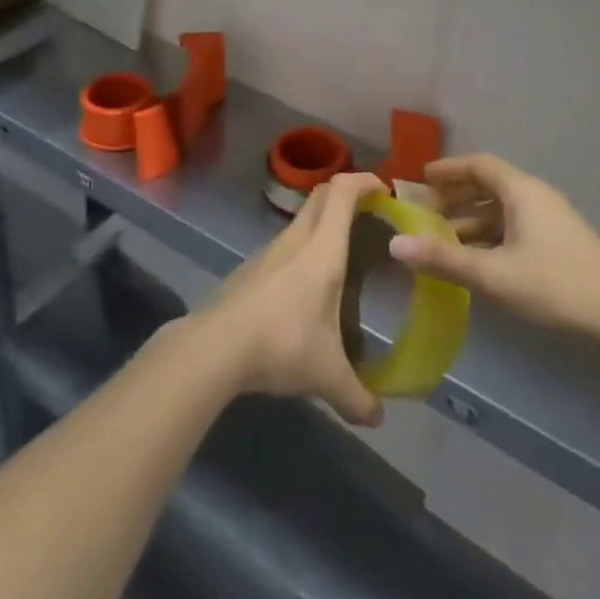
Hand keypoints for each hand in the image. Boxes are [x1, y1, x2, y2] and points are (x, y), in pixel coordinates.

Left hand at [191, 172, 386, 427]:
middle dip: (347, 194)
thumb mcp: (327, 375)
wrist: (214, 347)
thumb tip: (377, 417)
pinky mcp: (250, 268)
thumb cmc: (282, 344)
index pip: (343, 190)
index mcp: (323, 248)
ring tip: (343, 254)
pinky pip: (285, 244)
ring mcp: (269, 250)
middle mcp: (297, 238)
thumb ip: (356, 396)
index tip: (385, 191)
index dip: (364, 181)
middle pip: (322, 194)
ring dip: (324, 222)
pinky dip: (303, 248)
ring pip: (302, 219)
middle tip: (370, 216)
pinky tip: (307, 287)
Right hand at [389, 154, 599, 345]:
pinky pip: (515, 227)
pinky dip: (490, 236)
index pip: (479, 165)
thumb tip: (395, 244)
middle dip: (456, 196)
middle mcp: (536, 197)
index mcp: (521, 191)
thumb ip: (444, 259)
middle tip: (425, 211)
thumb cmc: (555, 287)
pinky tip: (477, 262)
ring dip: (472, 220)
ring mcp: (551, 221)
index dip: (448, 169)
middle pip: (489, 185)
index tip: (420, 178)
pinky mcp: (559, 245)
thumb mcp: (493, 275)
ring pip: (502, 209)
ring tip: (443, 240)